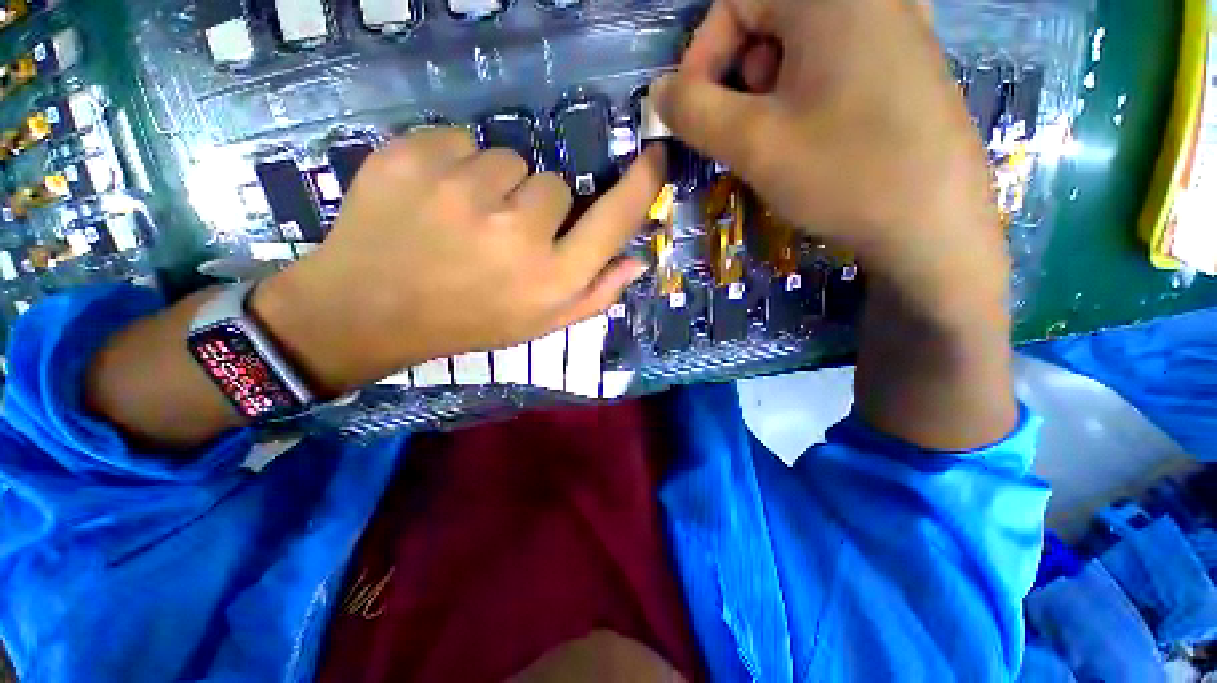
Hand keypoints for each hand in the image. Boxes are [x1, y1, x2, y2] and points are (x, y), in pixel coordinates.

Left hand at [253, 128, 665, 396]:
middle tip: (503, 236)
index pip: (613, 221)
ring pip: (508, 160)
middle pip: (555, 185)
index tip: (654, 159)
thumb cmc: (469, 321)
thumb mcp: (540, 324)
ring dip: (494, 185)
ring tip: (463, 221)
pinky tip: (431, 200)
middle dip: (538, 206)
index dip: (640, 187)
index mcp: (550, 278)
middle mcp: (516, 233)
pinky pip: (459, 141)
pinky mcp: (412, 158)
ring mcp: (461, 191)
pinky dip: (452, 165)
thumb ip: (595, 295)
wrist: (369, 310)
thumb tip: (636, 261)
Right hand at [652, 0, 1008, 311]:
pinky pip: (832, 62)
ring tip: (776, 141)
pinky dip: (802, 95)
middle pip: (768, 19)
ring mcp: (895, 27)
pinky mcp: (904, 63)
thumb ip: (693, 111)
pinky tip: (811, 136)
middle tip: (742, 132)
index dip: (702, 57)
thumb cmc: (843, 174)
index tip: (694, 114)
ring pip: (798, 45)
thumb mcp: (753, 143)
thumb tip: (660, 92)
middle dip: (738, 78)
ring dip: (768, 92)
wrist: (935, 226)